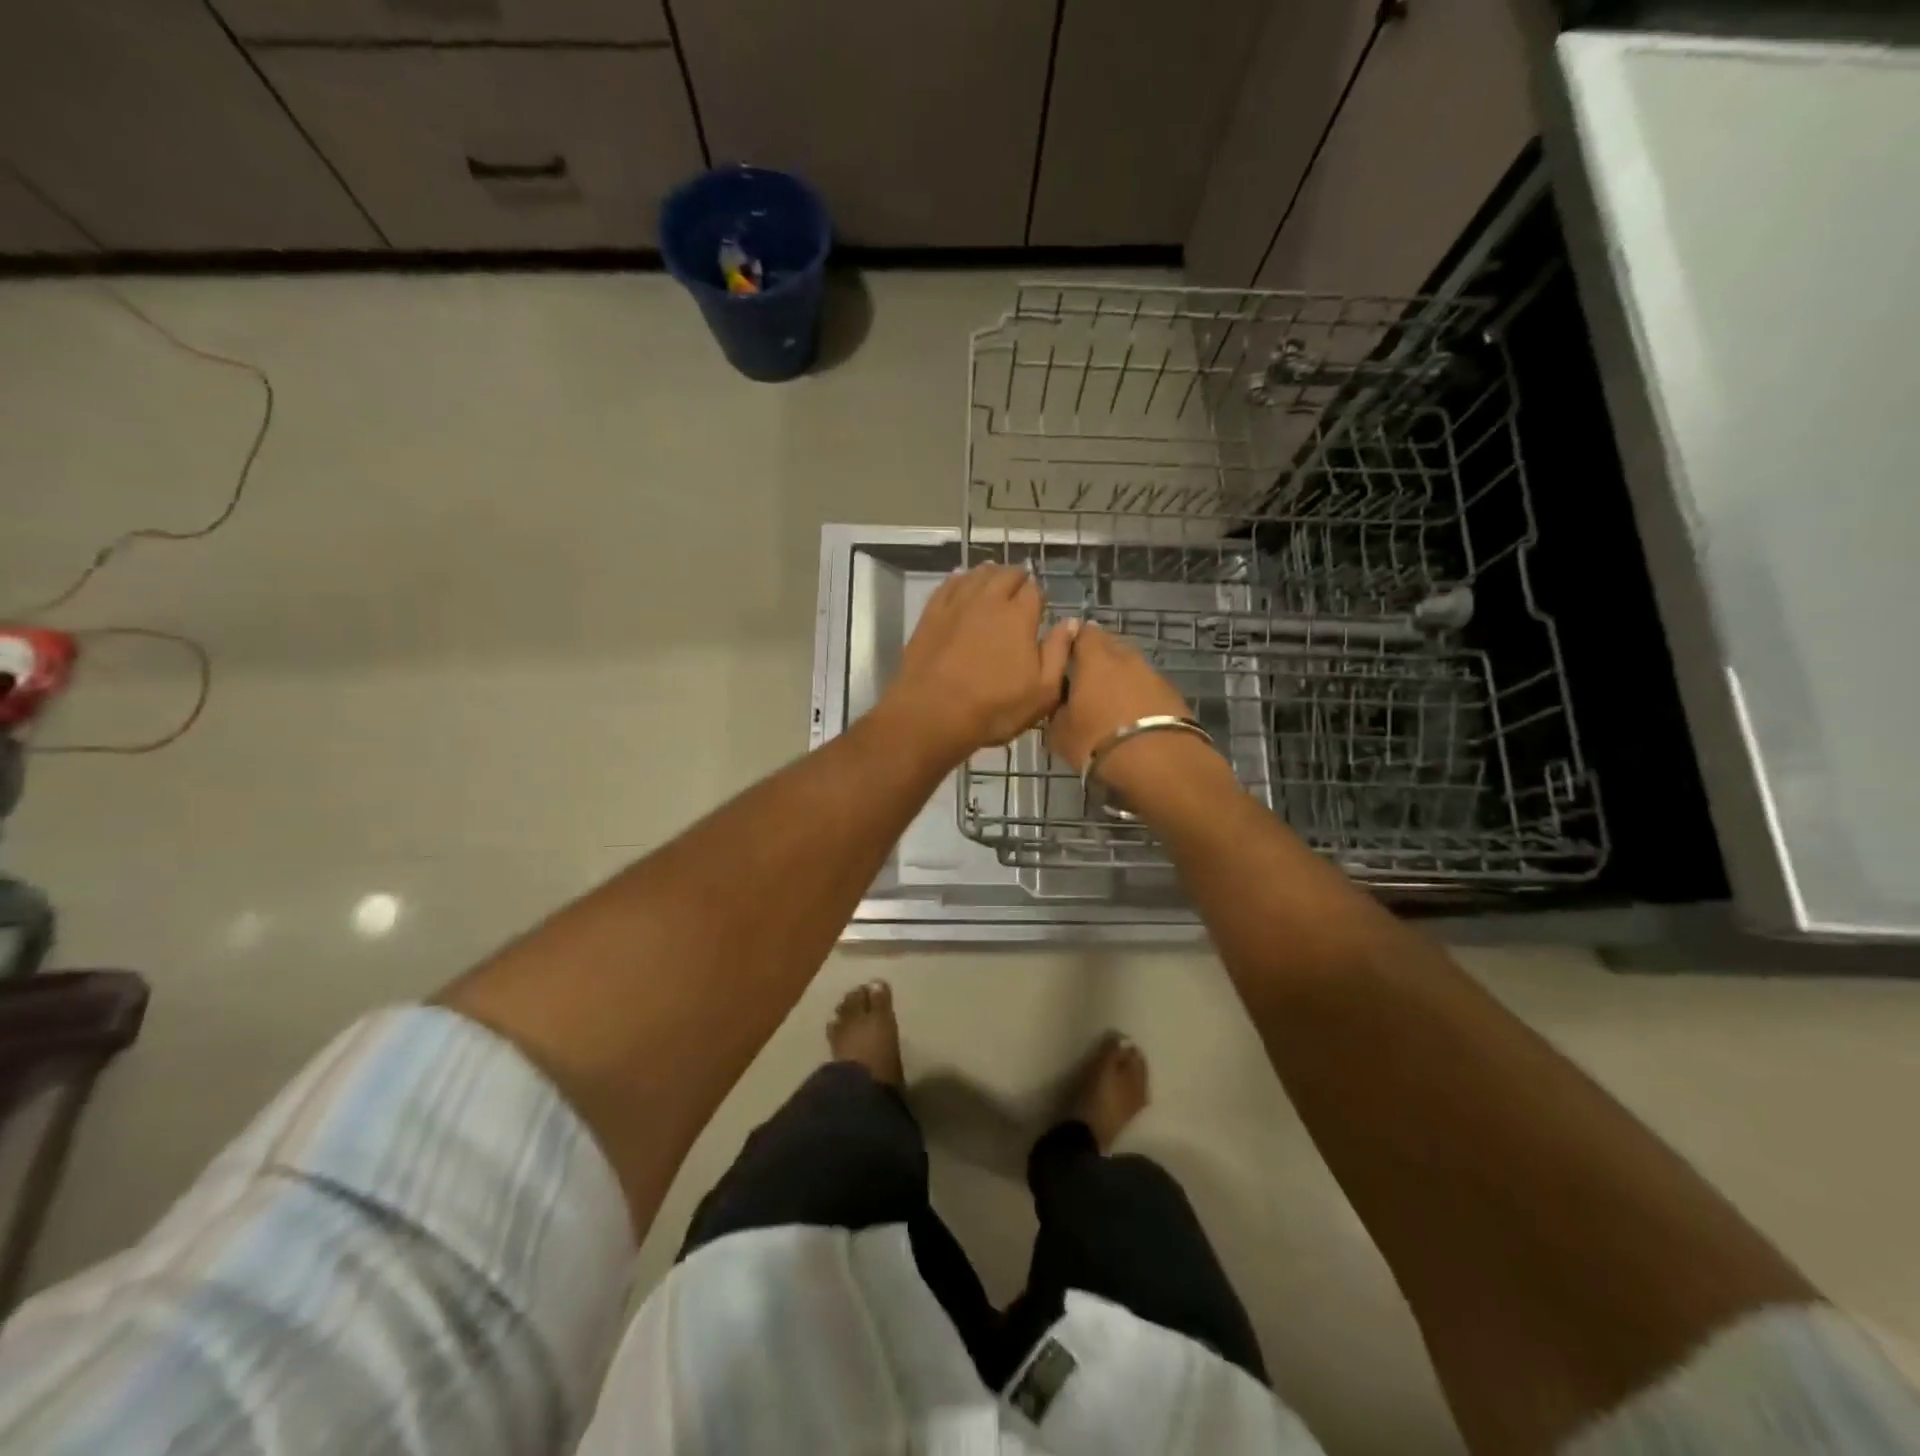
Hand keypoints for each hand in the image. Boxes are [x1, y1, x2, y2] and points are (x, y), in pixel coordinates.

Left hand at [882, 564, 1077, 762]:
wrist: (932, 713)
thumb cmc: (994, 708)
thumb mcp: (1042, 691)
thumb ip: (1059, 653)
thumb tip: (1071, 622)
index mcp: (1019, 616)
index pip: (1034, 590)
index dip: (1039, 596)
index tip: (1039, 608)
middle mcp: (989, 600)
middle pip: (1006, 574)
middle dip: (1017, 578)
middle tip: (1020, 589)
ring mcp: (956, 604)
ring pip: (977, 574)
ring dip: (990, 573)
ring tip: (995, 579)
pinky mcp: (931, 614)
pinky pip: (948, 584)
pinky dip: (960, 578)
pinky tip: (961, 579)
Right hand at [1044, 622, 1193, 772]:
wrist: (1159, 762)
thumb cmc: (1098, 741)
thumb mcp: (1060, 733)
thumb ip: (1057, 711)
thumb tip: (1060, 704)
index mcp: (1095, 659)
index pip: (1083, 632)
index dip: (1073, 641)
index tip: (1064, 657)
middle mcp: (1126, 658)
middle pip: (1110, 647)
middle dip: (1098, 660)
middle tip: (1085, 684)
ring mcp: (1153, 674)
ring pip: (1131, 669)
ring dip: (1121, 681)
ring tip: (1110, 706)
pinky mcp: (1174, 694)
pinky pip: (1149, 689)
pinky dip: (1140, 698)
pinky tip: (1134, 720)